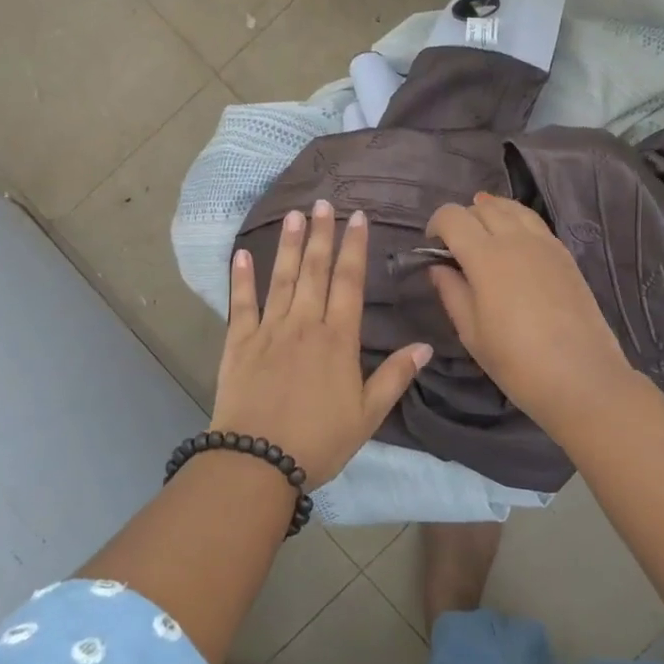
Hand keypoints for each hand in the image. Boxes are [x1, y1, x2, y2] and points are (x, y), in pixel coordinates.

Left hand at [211, 201, 431, 486]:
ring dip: (289, 245)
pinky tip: (243, 254)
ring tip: (294, 215)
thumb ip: (395, 377)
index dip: (354, 248)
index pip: (349, 282)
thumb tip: (425, 345)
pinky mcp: (238, 343)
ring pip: (281, 279)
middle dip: (322, 234)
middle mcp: (304, 325)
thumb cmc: (319, 441)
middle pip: (315, 271)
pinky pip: (241, 304)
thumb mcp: (368, 415)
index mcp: (338, 340)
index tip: (358, 218)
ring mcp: (268, 331)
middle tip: (324, 203)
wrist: (258, 461)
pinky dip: (241, 278)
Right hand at [425, 193, 636, 432]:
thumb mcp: (471, 332)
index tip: (432, 248)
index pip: (453, 217)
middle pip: (483, 207)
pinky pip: (535, 223)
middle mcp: (515, 239)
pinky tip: (514, 245)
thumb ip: (451, 292)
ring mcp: (545, 244)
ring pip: (512, 208)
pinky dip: (517, 222)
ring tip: (483, 235)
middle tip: (456, 247)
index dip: (436, 225)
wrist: (581, 378)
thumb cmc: (516, 361)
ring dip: (491, 213)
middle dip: (463, 219)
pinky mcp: (565, 255)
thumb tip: (438, 267)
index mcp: (485, 256)